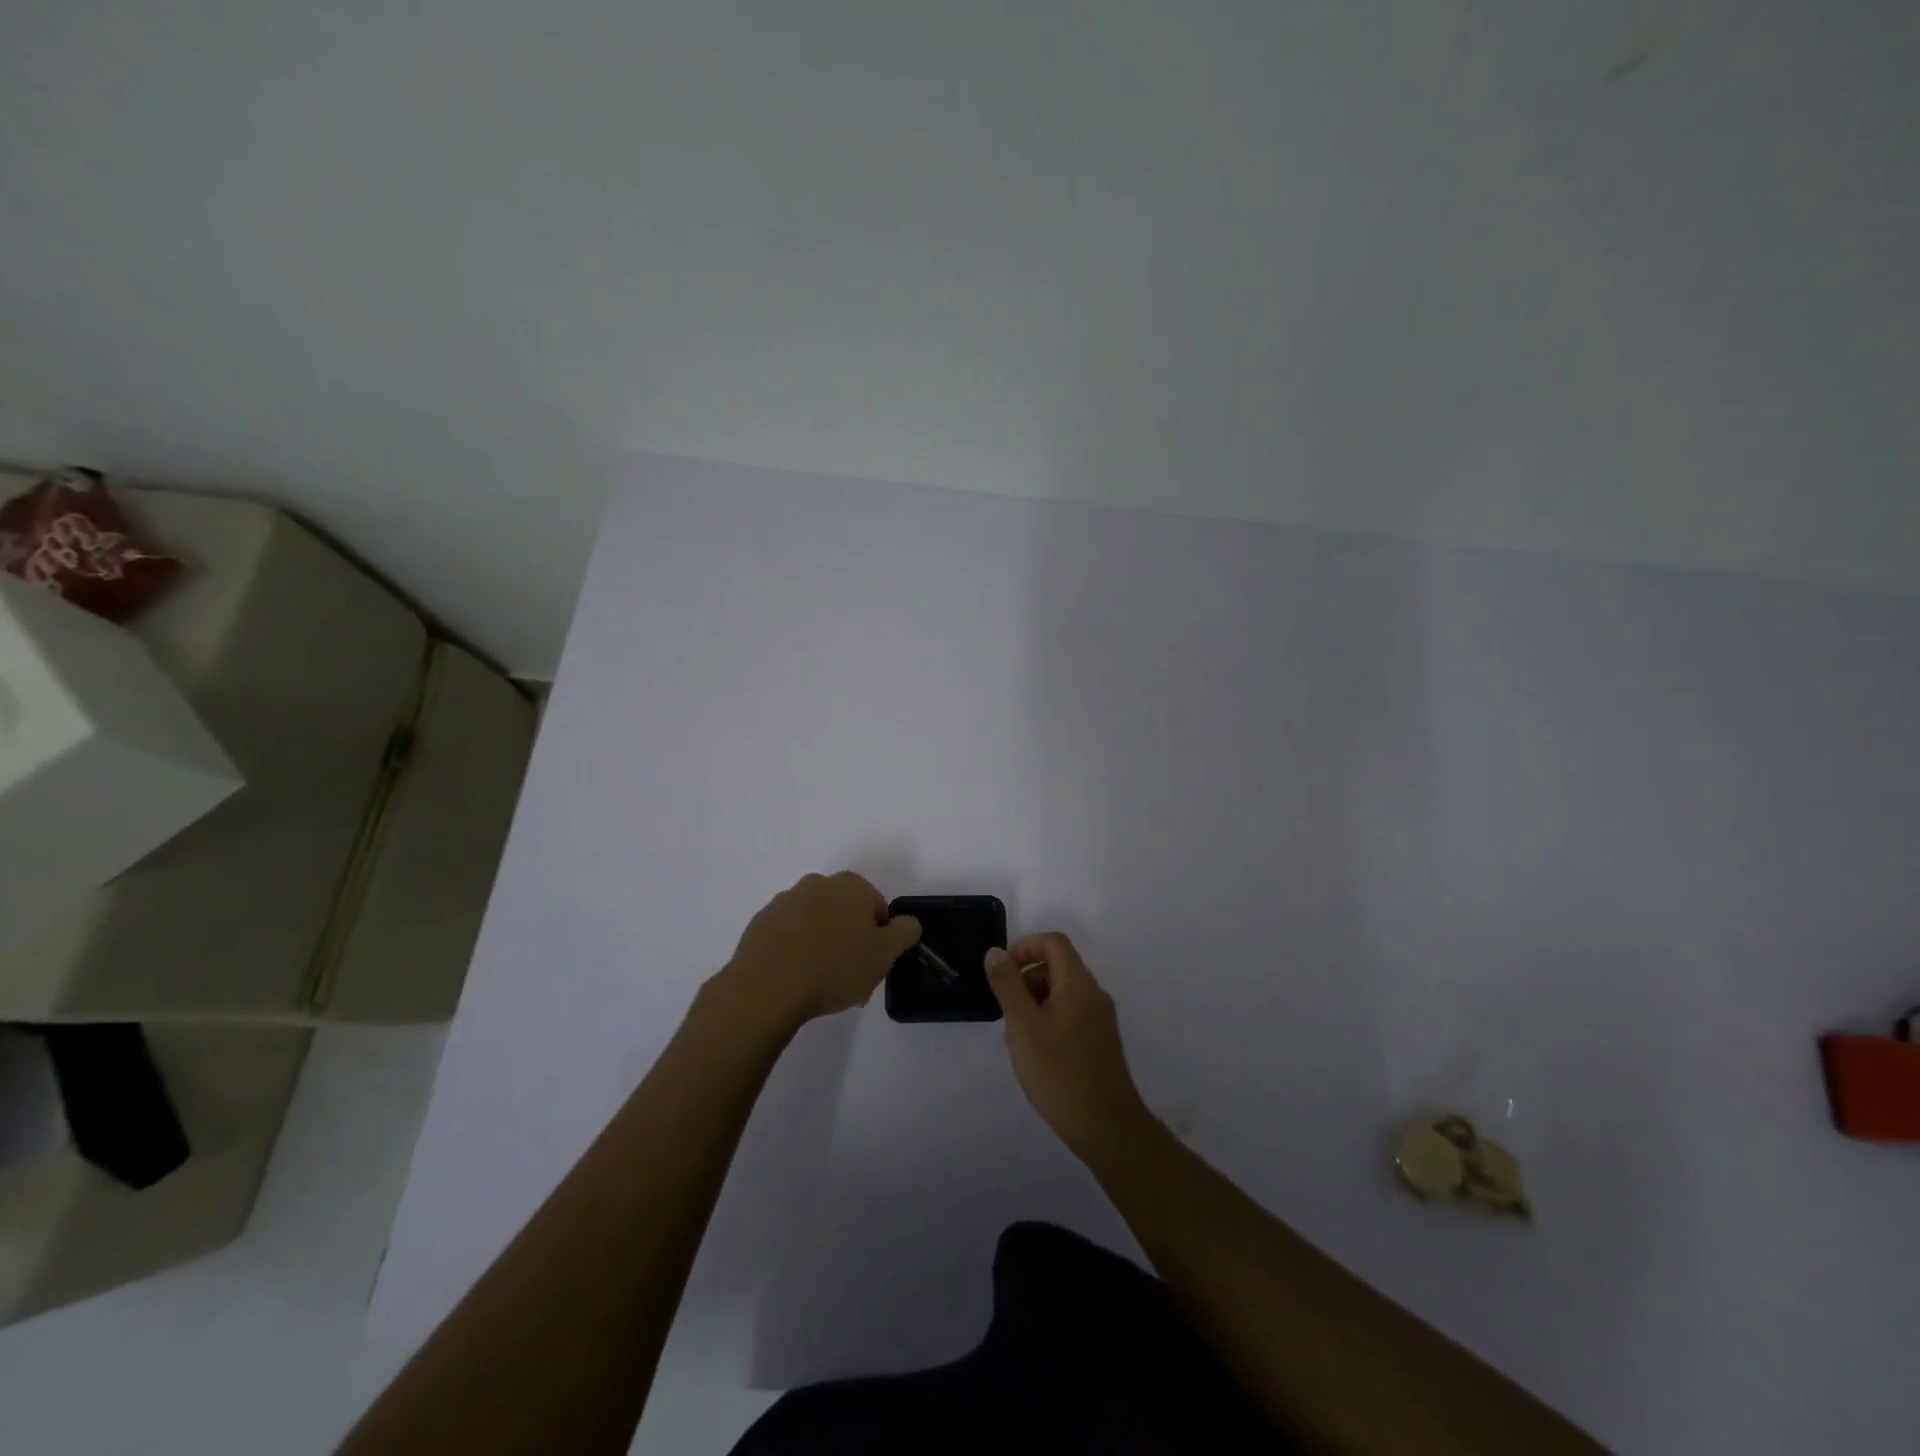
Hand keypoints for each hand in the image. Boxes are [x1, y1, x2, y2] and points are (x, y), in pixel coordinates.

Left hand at [720, 871, 921, 1028]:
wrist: (766, 988)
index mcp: (850, 886)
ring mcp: (784, 901)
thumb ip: (904, 932)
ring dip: (822, 944)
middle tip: (850, 976)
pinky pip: (788, 935)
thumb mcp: (884, 954)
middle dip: (850, 939)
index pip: (876, 906)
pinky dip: (795, 951)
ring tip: (821, 984)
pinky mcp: (760, 923)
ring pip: (815, 923)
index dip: (879, 936)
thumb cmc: (834, 968)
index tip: (872, 964)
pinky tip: (796, 979)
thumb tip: (908, 922)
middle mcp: (816, 884)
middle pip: (844, 912)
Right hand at [985, 932, 1149, 1157]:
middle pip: (1057, 965)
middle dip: (1026, 978)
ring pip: (1062, 992)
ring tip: (1016, 1036)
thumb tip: (995, 952)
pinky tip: (1034, 1052)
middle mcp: (1093, 994)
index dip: (1025, 947)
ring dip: (1034, 1001)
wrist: (1106, 1126)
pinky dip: (1047, 1019)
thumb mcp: (1023, 1025)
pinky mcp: (1100, 1041)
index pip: (1053, 942)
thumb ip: (1007, 985)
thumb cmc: (1059, 1071)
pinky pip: (1069, 1014)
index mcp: (1078, 983)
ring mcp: (1100, 1019)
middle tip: (1005, 1010)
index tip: (1002, 973)